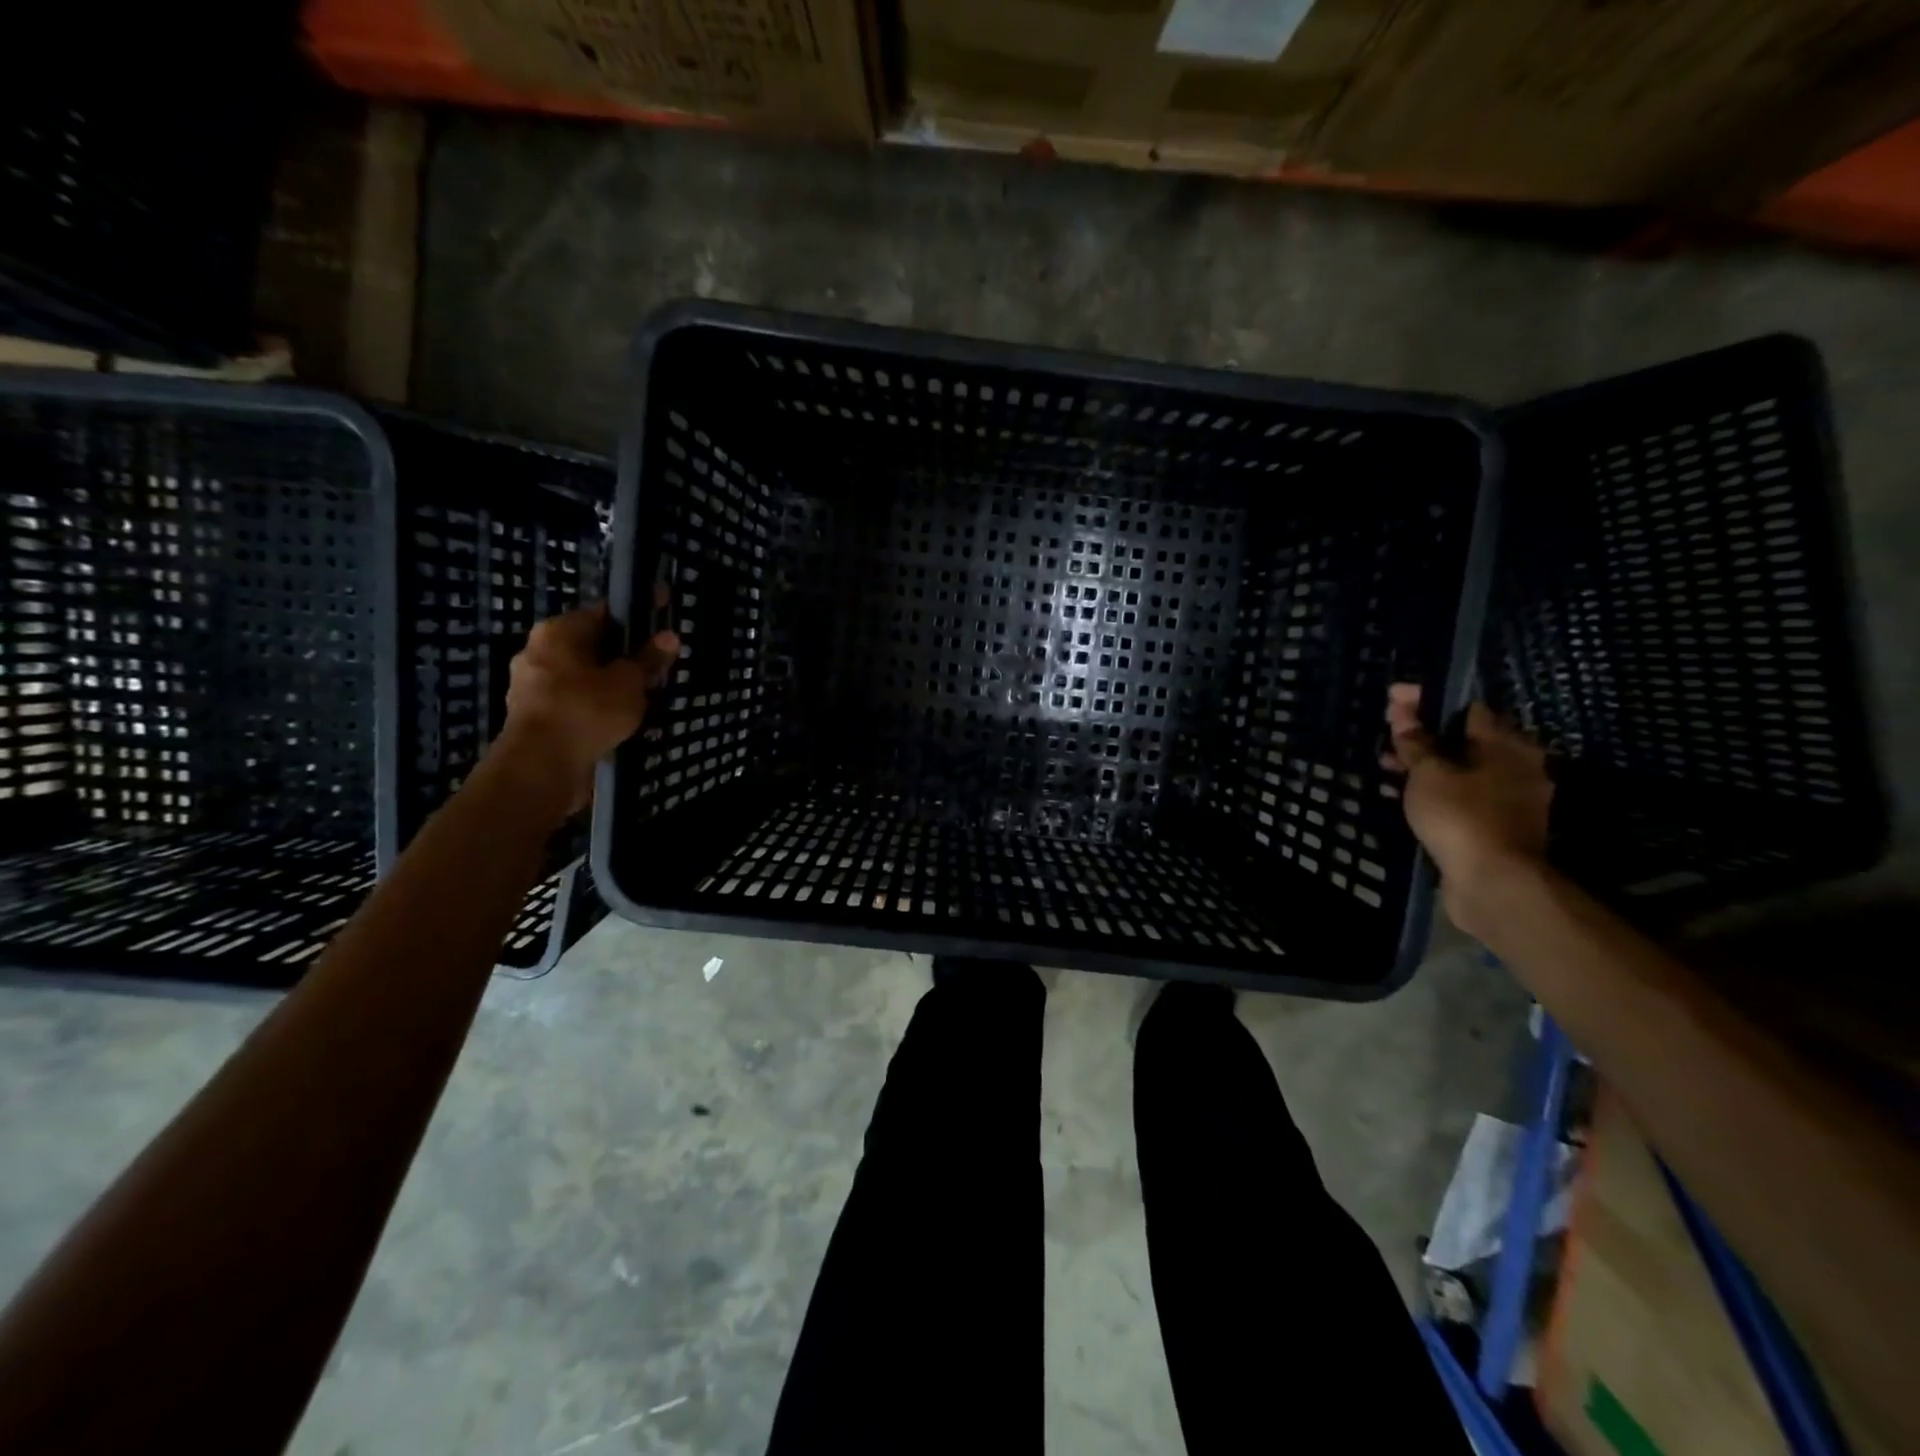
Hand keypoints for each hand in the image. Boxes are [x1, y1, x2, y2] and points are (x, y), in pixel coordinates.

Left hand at [498, 606, 679, 811]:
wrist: (540, 767)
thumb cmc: (586, 710)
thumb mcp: (629, 683)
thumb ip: (649, 660)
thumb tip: (670, 636)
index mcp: (556, 631)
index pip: (604, 614)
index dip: (638, 619)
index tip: (662, 627)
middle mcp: (538, 651)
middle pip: (593, 646)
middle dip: (624, 656)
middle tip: (657, 669)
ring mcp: (531, 686)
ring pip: (584, 676)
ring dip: (611, 685)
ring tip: (644, 698)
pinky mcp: (535, 716)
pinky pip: (575, 702)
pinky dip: (596, 707)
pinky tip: (620, 719)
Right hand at [1382, 684, 1553, 934]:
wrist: (1494, 882)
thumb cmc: (1461, 816)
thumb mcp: (1427, 773)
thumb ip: (1415, 742)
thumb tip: (1403, 713)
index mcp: (1509, 744)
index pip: (1465, 706)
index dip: (1427, 699)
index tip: (1393, 698)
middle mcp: (1520, 765)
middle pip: (1465, 738)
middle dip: (1425, 733)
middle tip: (1389, 733)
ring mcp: (1513, 798)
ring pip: (1463, 768)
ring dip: (1428, 764)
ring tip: (1389, 766)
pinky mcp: (1500, 825)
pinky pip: (1464, 794)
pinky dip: (1438, 789)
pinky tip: (1409, 794)